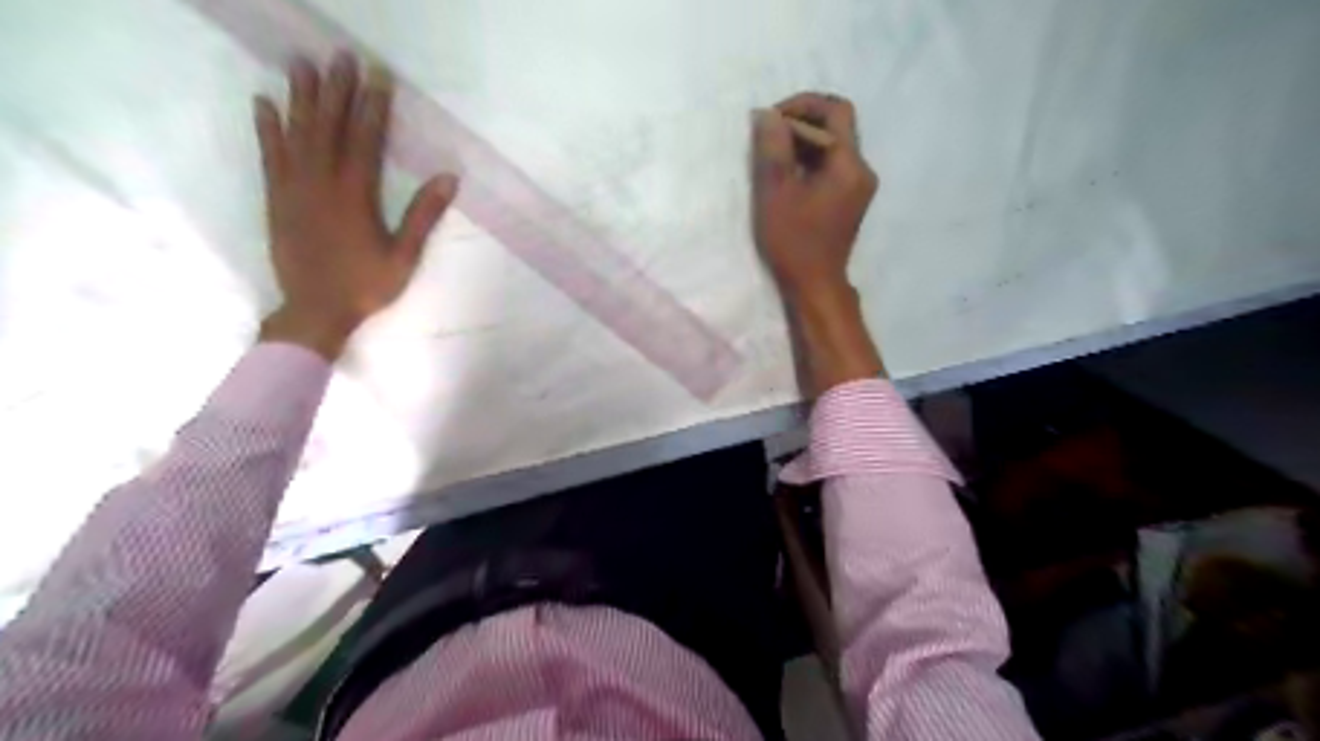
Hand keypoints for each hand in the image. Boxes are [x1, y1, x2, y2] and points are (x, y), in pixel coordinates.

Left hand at [251, 52, 460, 358]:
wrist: (315, 310)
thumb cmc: (366, 286)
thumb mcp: (405, 255)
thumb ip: (423, 215)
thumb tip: (448, 178)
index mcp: (356, 195)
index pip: (365, 139)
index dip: (372, 106)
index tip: (377, 77)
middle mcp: (322, 183)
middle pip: (329, 127)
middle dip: (336, 89)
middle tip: (340, 56)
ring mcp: (294, 188)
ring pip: (297, 134)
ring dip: (301, 97)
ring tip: (302, 64)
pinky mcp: (277, 198)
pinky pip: (270, 155)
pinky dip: (267, 127)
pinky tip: (264, 103)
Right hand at [746, 93, 879, 392]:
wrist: (815, 285)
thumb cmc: (794, 241)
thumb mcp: (776, 192)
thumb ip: (773, 148)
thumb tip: (767, 115)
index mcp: (850, 164)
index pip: (835, 111)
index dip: (802, 105)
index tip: (771, 119)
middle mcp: (861, 170)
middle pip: (836, 127)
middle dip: (801, 123)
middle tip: (768, 135)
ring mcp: (858, 186)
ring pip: (833, 147)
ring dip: (803, 143)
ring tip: (772, 155)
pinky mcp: (849, 199)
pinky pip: (831, 167)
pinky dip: (809, 161)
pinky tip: (786, 174)